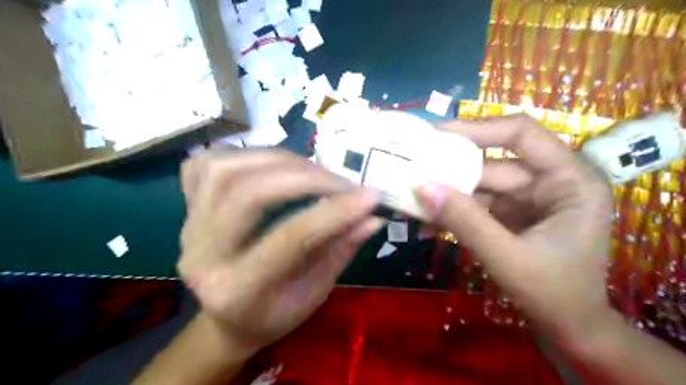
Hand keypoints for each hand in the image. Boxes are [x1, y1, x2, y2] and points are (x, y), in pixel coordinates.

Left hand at [178, 149, 382, 355]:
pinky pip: (206, 163)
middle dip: (305, 178)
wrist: (228, 317)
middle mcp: (202, 255)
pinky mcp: (185, 207)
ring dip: (279, 160)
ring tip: (313, 170)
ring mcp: (187, 227)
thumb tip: (372, 216)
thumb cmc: (276, 313)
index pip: (290, 239)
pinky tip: (272, 165)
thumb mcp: (315, 292)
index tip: (371, 196)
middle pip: (248, 194)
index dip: (334, 212)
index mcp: (237, 291)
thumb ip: (341, 250)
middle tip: (342, 181)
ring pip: (225, 170)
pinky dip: (244, 155)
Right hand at [415, 114, 613, 344]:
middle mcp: (549, 181)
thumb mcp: (508, 257)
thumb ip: (465, 221)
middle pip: (492, 162)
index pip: (521, 134)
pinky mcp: (510, 215)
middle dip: (451, 168)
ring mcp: (527, 199)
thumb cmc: (554, 294)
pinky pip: (476, 205)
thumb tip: (422, 186)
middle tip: (411, 166)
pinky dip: (452, 212)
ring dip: (446, 193)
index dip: (478, 129)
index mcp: (569, 179)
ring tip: (411, 196)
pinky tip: (427, 222)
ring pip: (479, 185)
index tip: (436, 134)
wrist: (569, 329)